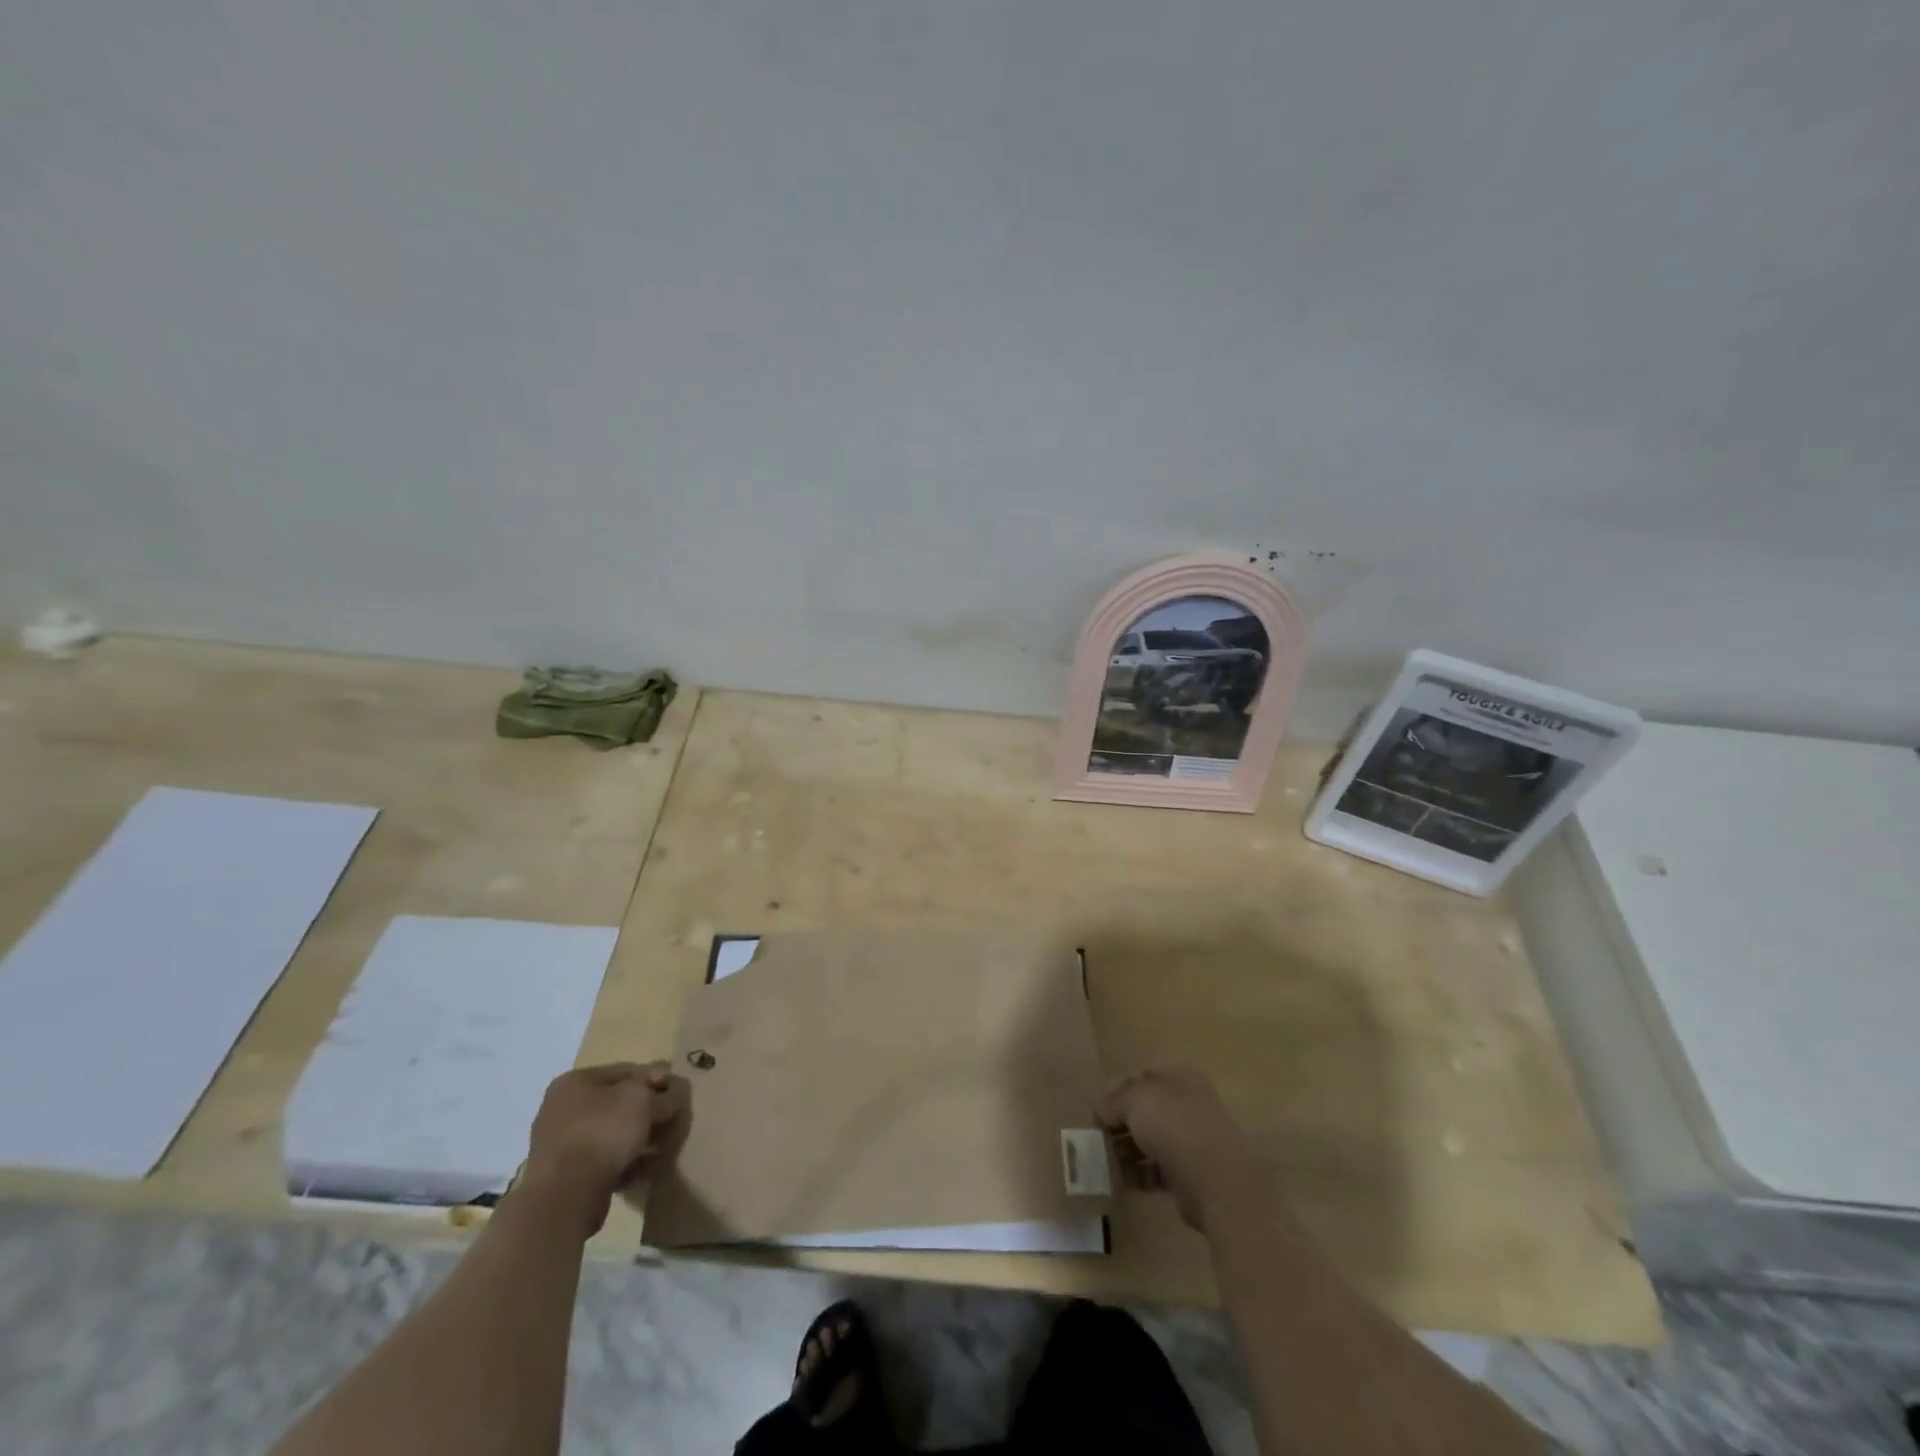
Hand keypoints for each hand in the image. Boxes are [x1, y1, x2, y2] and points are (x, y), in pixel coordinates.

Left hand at [521, 1062, 690, 1235]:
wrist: (565, 1197)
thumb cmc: (603, 1132)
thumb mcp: (643, 1100)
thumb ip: (662, 1093)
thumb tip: (672, 1092)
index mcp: (574, 1082)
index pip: (624, 1071)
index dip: (654, 1078)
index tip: (677, 1090)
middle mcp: (561, 1110)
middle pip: (616, 1104)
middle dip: (646, 1111)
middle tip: (672, 1118)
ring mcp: (560, 1146)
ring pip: (611, 1134)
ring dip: (638, 1138)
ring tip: (664, 1145)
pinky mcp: (565, 1178)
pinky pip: (603, 1161)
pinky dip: (626, 1162)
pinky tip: (648, 1168)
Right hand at [1098, 1067, 1264, 1232]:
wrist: (1216, 1181)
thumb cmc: (1174, 1126)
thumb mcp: (1135, 1099)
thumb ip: (1114, 1100)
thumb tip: (1103, 1110)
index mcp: (1179, 1078)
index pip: (1139, 1078)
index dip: (1115, 1091)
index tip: (1095, 1111)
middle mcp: (1187, 1106)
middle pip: (1143, 1111)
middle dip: (1118, 1124)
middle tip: (1096, 1139)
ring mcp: (1190, 1141)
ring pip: (1148, 1141)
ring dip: (1124, 1151)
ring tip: (1103, 1162)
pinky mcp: (1188, 1175)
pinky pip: (1154, 1170)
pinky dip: (1136, 1174)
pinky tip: (1119, 1180)